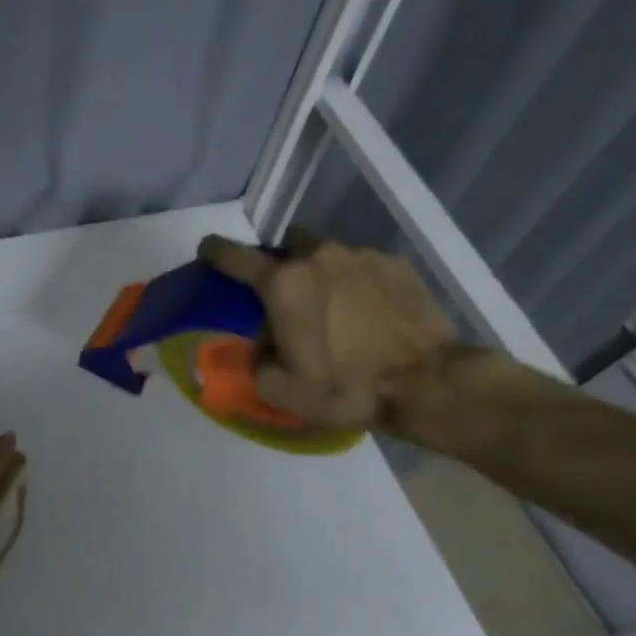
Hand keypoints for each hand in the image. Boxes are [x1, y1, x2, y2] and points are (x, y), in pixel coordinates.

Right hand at [197, 229, 459, 432]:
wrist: (428, 383)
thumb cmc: (346, 387)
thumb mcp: (281, 390)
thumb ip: (257, 361)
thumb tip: (262, 346)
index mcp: (283, 284)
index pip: (234, 256)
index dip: (215, 252)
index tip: (207, 251)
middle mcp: (318, 257)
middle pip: (287, 245)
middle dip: (282, 264)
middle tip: (288, 296)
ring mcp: (361, 256)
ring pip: (327, 253)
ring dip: (322, 272)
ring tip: (335, 307)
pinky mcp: (396, 264)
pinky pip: (363, 265)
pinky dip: (357, 282)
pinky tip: (368, 312)